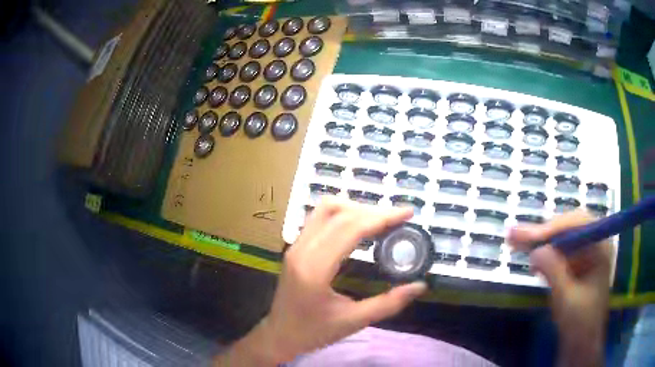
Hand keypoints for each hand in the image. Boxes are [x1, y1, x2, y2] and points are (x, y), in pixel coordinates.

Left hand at [216, 199, 426, 365]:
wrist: (279, 335)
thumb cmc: (313, 332)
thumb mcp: (354, 322)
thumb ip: (389, 303)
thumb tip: (420, 286)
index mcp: (314, 269)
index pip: (350, 229)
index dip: (381, 217)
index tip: (407, 213)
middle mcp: (301, 250)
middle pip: (338, 213)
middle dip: (372, 211)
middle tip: (398, 219)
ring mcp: (295, 246)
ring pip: (325, 210)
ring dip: (355, 209)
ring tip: (380, 221)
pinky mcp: (295, 247)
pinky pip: (318, 218)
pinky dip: (342, 215)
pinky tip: (359, 227)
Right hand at [508, 210, 611, 366]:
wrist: (582, 344)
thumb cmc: (580, 323)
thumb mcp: (567, 298)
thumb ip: (553, 271)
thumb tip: (535, 250)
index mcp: (600, 247)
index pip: (577, 224)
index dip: (552, 228)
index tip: (529, 237)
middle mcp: (594, 244)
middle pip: (567, 228)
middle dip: (542, 232)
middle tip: (514, 234)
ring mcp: (585, 254)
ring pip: (560, 239)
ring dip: (539, 241)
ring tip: (514, 240)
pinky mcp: (576, 266)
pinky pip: (558, 253)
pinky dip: (543, 253)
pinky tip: (529, 253)